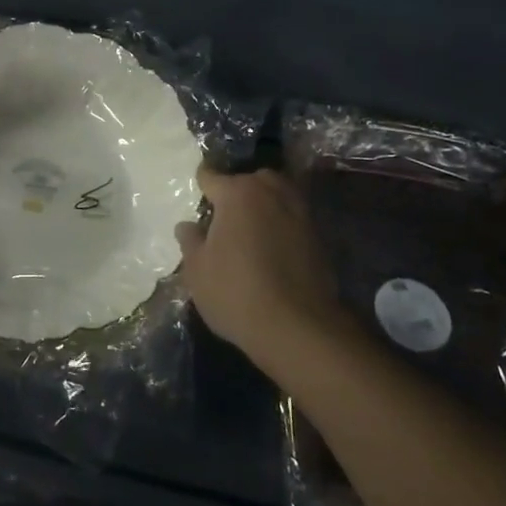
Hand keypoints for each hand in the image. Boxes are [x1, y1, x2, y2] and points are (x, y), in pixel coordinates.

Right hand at [176, 167, 344, 368]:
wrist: (297, 329)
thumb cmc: (236, 293)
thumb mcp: (197, 270)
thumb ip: (190, 241)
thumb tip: (187, 226)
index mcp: (237, 193)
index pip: (211, 176)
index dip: (201, 186)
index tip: (198, 197)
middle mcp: (270, 193)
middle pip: (249, 180)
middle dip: (238, 191)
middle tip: (226, 217)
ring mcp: (299, 213)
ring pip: (277, 195)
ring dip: (264, 205)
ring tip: (252, 229)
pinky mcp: (319, 237)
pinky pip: (293, 219)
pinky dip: (282, 225)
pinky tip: (272, 249)